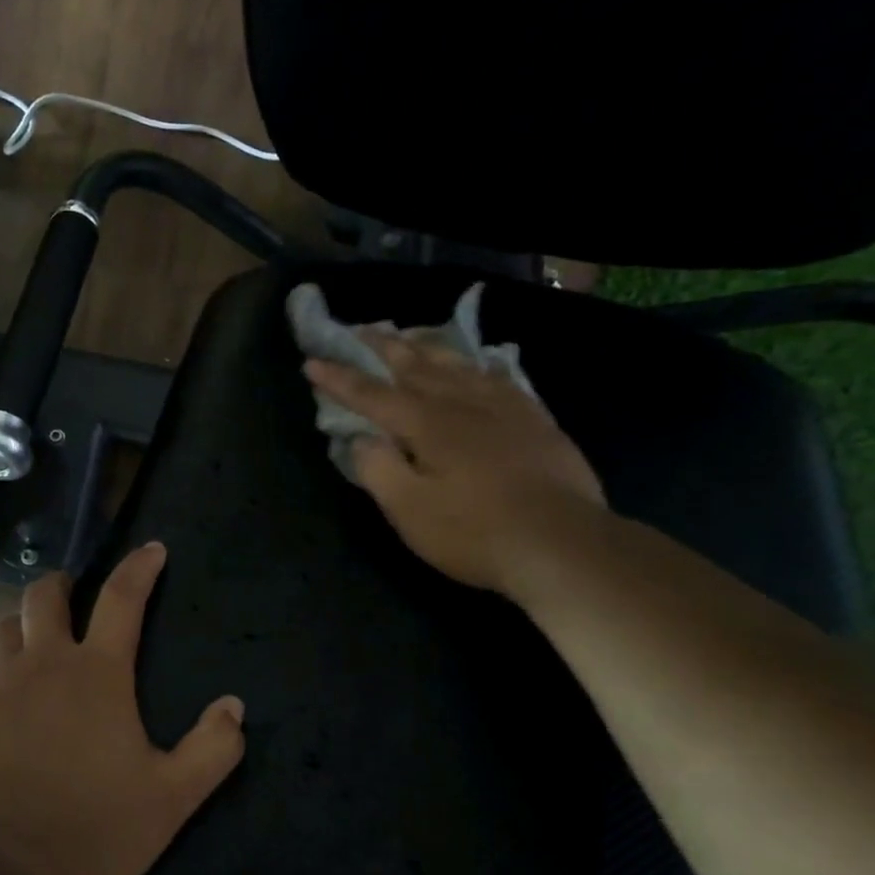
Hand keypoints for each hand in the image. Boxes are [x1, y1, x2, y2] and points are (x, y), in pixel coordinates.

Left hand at [0, 542, 246, 874]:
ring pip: (4, 629)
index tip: (151, 549)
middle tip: (67, 597)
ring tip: (30, 650)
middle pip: (45, 596)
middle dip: (59, 586)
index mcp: (98, 674)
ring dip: (22, 631)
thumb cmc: (95, 829)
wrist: (1, 868)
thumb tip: (234, 706)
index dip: (139, 568)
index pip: (123, 599)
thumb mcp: (172, 798)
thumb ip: (212, 749)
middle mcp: (44, 663)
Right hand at [305, 334, 605, 593]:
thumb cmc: (475, 532)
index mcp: (427, 425)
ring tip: (409, 336)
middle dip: (382, 348)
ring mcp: (504, 407)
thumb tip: (361, 440)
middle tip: (359, 331)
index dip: (340, 379)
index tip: (312, 362)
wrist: (562, 543)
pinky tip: (476, 364)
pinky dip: (476, 364)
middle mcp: (463, 404)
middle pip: (416, 366)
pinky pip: (498, 377)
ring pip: (457, 364)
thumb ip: (378, 470)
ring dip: (427, 347)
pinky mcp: (534, 420)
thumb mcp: (410, 512)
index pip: (373, 395)